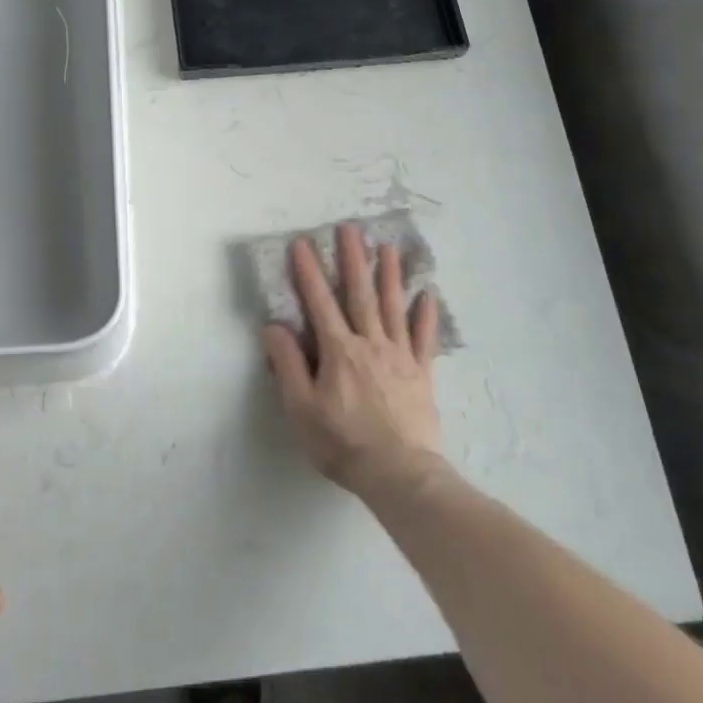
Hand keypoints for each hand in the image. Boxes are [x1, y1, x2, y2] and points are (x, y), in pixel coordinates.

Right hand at [263, 224, 444, 499]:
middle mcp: (370, 343)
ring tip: (389, 247)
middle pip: (360, 294)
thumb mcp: (301, 408)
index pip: (320, 302)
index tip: (303, 243)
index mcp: (338, 351)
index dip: (309, 272)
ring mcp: (400, 356)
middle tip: (351, 228)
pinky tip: (428, 294)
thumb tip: (274, 326)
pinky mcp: (421, 373)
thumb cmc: (342, 443)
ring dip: (390, 275)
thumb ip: (288, 364)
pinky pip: (424, 337)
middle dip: (353, 259)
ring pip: (393, 307)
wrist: (399, 473)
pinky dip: (426, 314)